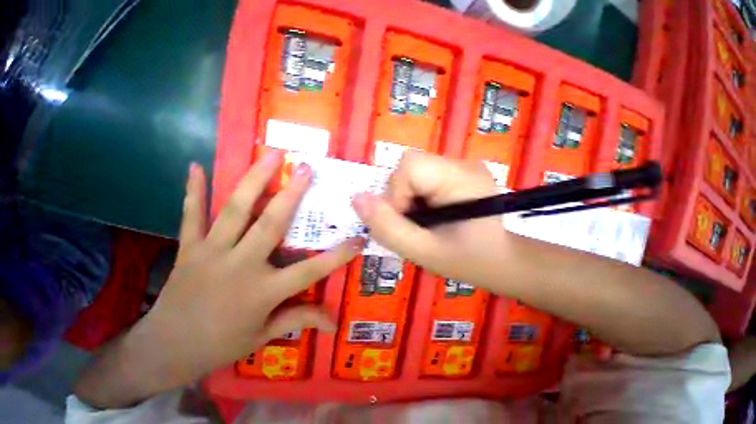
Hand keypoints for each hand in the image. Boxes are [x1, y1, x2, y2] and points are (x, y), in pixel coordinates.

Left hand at [111, 151, 361, 395]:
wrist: (164, 351)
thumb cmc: (220, 345)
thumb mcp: (264, 335)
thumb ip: (300, 319)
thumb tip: (334, 323)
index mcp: (263, 291)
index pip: (311, 270)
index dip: (338, 255)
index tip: (359, 239)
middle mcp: (240, 265)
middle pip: (271, 224)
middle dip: (292, 194)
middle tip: (306, 169)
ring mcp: (211, 253)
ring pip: (235, 210)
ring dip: (254, 180)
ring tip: (270, 156)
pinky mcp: (189, 248)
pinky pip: (191, 216)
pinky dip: (194, 191)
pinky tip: (195, 166)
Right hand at [352, 151, 507, 288]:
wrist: (498, 261)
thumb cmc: (467, 261)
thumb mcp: (424, 252)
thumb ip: (388, 228)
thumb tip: (357, 199)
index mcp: (462, 179)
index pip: (410, 166)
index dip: (396, 194)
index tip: (406, 222)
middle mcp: (462, 164)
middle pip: (409, 167)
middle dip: (399, 198)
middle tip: (413, 225)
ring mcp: (459, 166)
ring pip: (410, 172)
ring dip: (405, 198)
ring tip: (421, 221)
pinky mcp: (454, 173)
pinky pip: (419, 177)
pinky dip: (413, 197)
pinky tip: (426, 214)